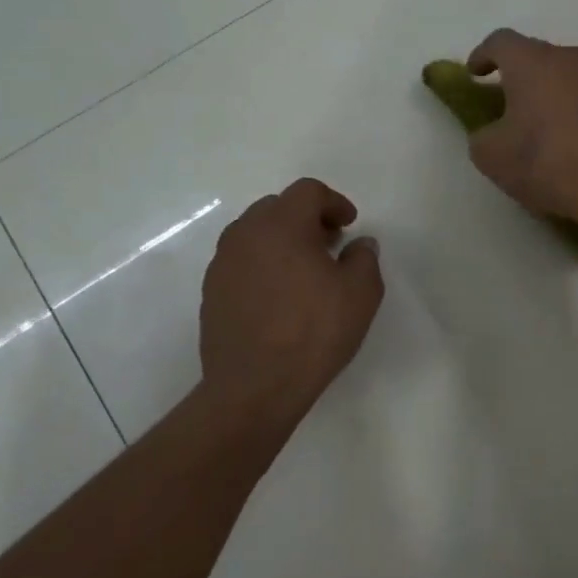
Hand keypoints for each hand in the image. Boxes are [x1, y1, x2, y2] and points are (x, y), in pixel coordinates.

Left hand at [197, 179, 383, 421]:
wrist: (255, 386)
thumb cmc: (314, 332)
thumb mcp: (361, 293)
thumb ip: (364, 258)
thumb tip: (360, 244)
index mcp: (282, 225)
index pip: (308, 191)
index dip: (334, 202)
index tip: (349, 225)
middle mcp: (245, 235)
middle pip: (277, 208)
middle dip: (306, 218)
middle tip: (329, 243)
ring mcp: (223, 264)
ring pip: (255, 234)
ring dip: (282, 241)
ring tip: (304, 271)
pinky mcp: (212, 292)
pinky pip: (242, 262)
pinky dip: (263, 265)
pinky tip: (280, 296)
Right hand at [464, 29, 577, 218]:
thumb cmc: (542, 162)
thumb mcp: (491, 155)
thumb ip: (482, 133)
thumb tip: (491, 131)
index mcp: (529, 62)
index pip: (499, 41)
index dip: (482, 55)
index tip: (473, 75)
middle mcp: (565, 58)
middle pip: (534, 53)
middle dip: (515, 72)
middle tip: (504, 98)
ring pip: (562, 72)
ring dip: (545, 86)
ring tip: (536, 115)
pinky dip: (568, 102)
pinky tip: (564, 129)